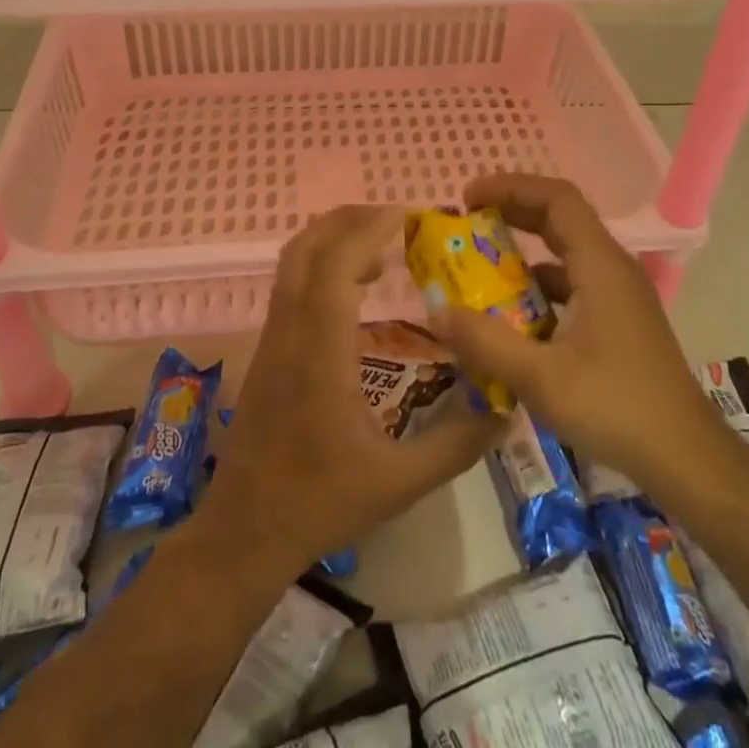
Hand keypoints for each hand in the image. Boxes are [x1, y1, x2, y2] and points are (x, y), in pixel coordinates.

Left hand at [198, 206, 502, 580]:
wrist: (244, 530)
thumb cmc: (319, 502)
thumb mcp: (398, 484)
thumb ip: (455, 446)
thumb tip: (504, 411)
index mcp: (319, 352)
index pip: (335, 265)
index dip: (368, 230)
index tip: (407, 217)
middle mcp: (289, 331)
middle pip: (306, 247)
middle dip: (348, 221)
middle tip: (394, 222)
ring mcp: (271, 337)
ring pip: (292, 262)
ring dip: (332, 240)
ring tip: (380, 251)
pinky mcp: (266, 349)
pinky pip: (290, 284)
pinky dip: (320, 265)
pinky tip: (353, 290)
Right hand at [424, 174, 719, 489]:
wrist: (688, 461)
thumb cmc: (617, 408)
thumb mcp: (541, 378)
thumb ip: (484, 341)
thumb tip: (434, 312)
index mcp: (600, 265)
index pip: (556, 199)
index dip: (510, 187)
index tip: (468, 198)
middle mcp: (613, 269)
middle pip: (561, 218)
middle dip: (512, 212)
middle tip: (467, 221)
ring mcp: (620, 295)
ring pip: (567, 253)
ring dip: (524, 252)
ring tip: (481, 266)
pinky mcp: (621, 321)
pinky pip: (574, 284)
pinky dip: (540, 286)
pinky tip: (514, 316)